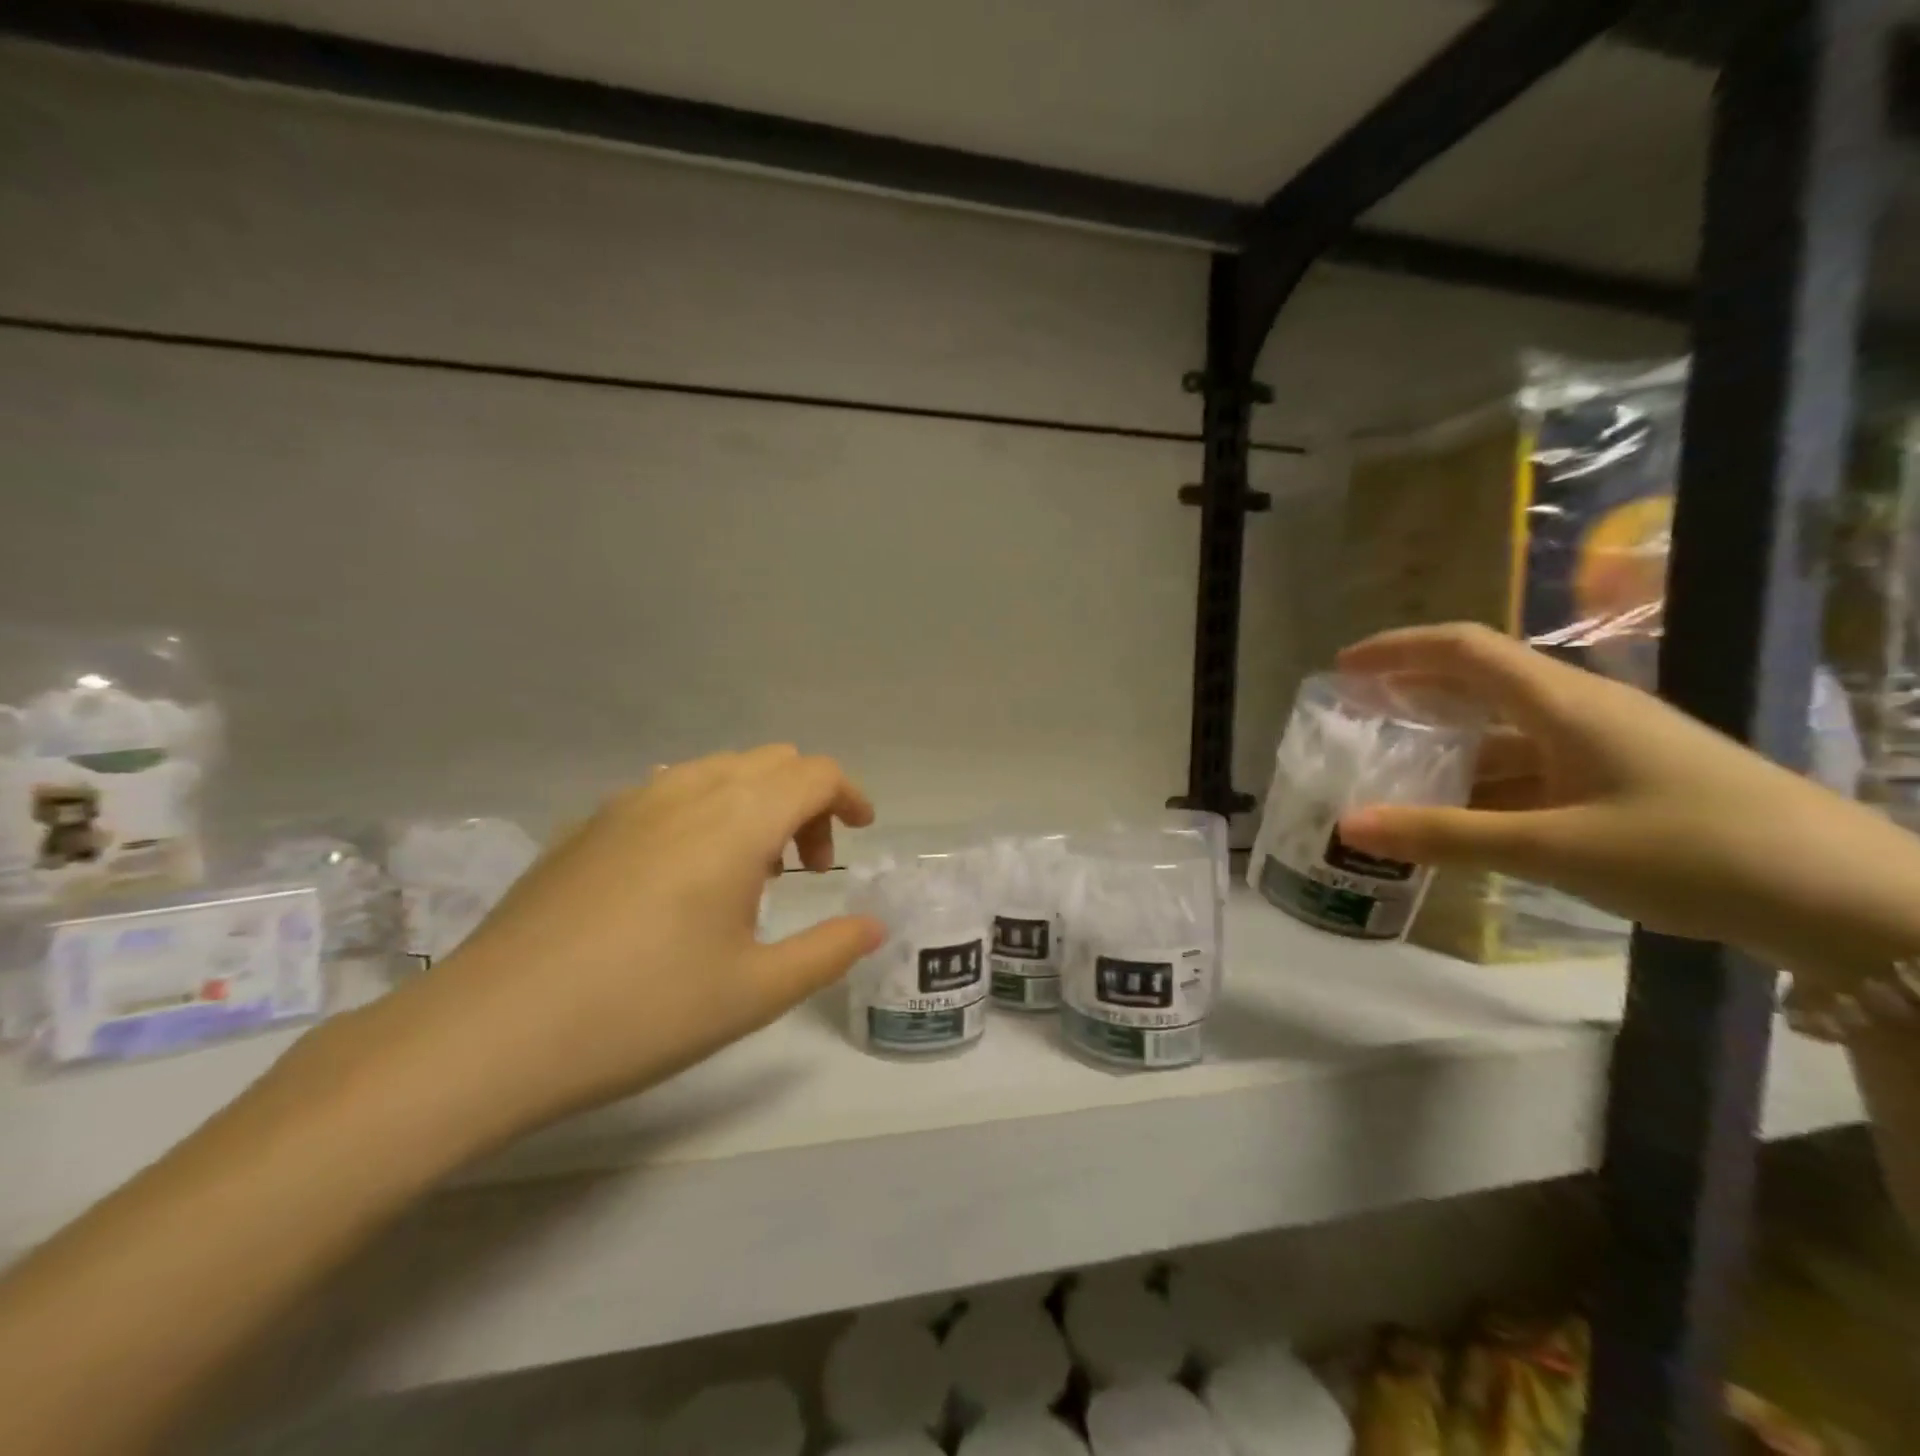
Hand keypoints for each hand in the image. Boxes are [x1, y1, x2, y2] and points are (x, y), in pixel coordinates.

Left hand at [296, 747, 883, 1150]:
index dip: (850, 795)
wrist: (486, 1034)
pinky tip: (684, 876)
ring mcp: (630, 802)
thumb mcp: (755, 993)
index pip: (814, 773)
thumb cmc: (640, 1012)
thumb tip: (872, 925)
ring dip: (756, 802)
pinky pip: (672, 789)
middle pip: (772, 762)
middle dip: (807, 802)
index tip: (860, 835)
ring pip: (720, 769)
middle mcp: (687, 791)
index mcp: (736, 822)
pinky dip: (707, 809)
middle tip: (806, 869)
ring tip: (749, 873)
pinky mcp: (588, 824)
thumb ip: (829, 950)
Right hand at [1332, 624, 1919, 977]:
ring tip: (1391, 772)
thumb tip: (1348, 826)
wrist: (1857, 905)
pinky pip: (1533, 768)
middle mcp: (1582, 710)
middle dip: (1411, 693)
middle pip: (1480, 681)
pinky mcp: (1625, 782)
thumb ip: (1445, 835)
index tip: (1341, 669)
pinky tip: (1459, 815)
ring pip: (1505, 731)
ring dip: (1446, 746)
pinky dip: (1484, 783)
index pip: (1463, 649)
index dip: (1397, 650)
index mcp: (1565, 703)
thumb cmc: (1696, 853)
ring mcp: (1608, 747)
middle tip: (1355, 718)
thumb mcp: (1554, 848)